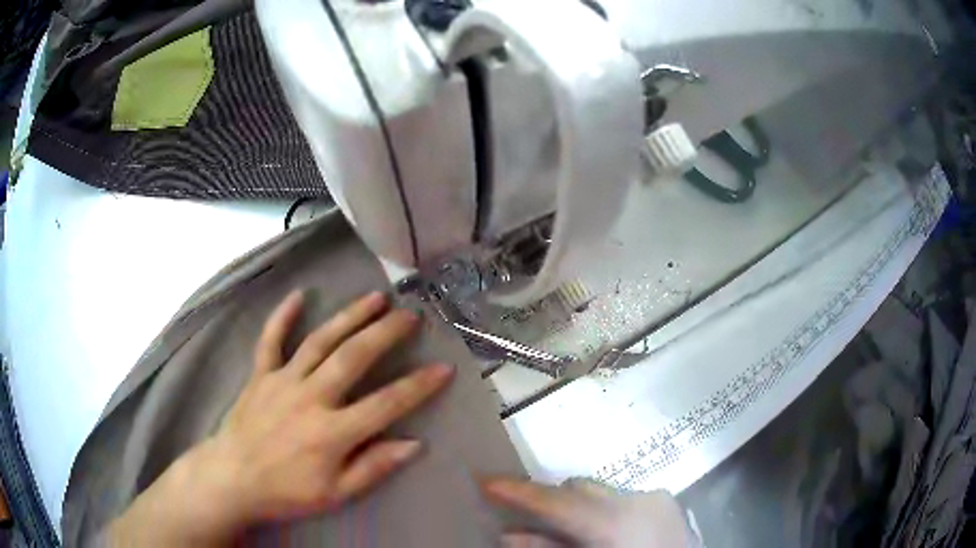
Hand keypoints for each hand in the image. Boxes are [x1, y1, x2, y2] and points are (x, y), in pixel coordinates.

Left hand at [109, 291, 453, 545]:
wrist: (232, 478)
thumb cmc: (286, 491)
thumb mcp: (336, 494)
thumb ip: (373, 467)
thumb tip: (413, 444)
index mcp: (331, 432)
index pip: (385, 404)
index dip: (418, 386)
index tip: (443, 368)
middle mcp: (309, 397)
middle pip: (353, 357)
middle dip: (385, 332)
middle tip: (410, 315)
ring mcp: (282, 381)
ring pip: (319, 341)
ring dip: (348, 316)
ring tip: (374, 298)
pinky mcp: (260, 375)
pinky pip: (270, 340)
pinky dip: (282, 316)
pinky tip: (298, 295)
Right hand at [483, 478, 692, 547]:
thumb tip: (509, 535)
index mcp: (615, 523)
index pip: (555, 500)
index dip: (518, 491)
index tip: (484, 481)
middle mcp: (637, 501)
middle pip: (578, 489)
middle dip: (549, 502)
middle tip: (523, 519)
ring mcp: (655, 499)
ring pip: (599, 493)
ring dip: (576, 510)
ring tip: (563, 533)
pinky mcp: (665, 504)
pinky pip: (621, 501)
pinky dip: (601, 514)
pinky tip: (601, 537)